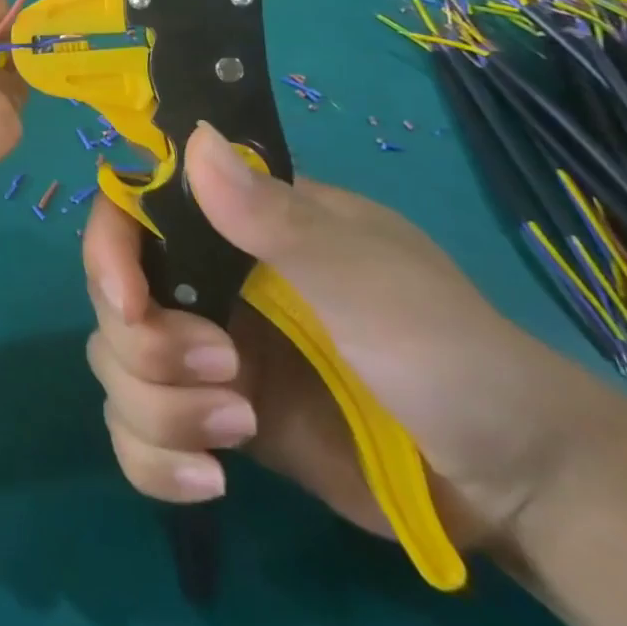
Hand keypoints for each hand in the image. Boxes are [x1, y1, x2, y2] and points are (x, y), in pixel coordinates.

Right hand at [83, 122, 605, 548]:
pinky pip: (136, 433)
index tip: (131, 303)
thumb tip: (195, 139)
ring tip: (238, 433)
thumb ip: (276, 217)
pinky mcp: (210, 421)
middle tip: (226, 377)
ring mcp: (204, 355)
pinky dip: (152, 460)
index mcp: (234, 228)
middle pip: (111, 299)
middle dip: (147, 348)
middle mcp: (205, 283)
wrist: (516, 486)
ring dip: (158, 409)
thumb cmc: (449, 354)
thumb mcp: (367, 280)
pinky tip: (210, 481)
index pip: (132, 213)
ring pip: (115, 367)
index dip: (110, 251)